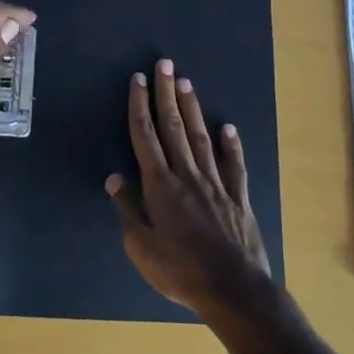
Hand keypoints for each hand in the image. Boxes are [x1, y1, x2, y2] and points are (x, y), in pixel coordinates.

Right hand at [106, 59, 272, 317]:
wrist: (233, 289)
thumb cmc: (179, 270)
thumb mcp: (141, 246)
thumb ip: (128, 209)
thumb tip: (114, 178)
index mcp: (160, 185)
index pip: (146, 136)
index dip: (140, 106)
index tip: (138, 80)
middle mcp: (187, 175)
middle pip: (173, 127)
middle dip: (167, 93)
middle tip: (165, 64)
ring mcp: (216, 183)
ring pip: (201, 137)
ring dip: (192, 109)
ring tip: (187, 82)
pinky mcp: (238, 197)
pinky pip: (234, 165)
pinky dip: (231, 144)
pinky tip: (228, 127)